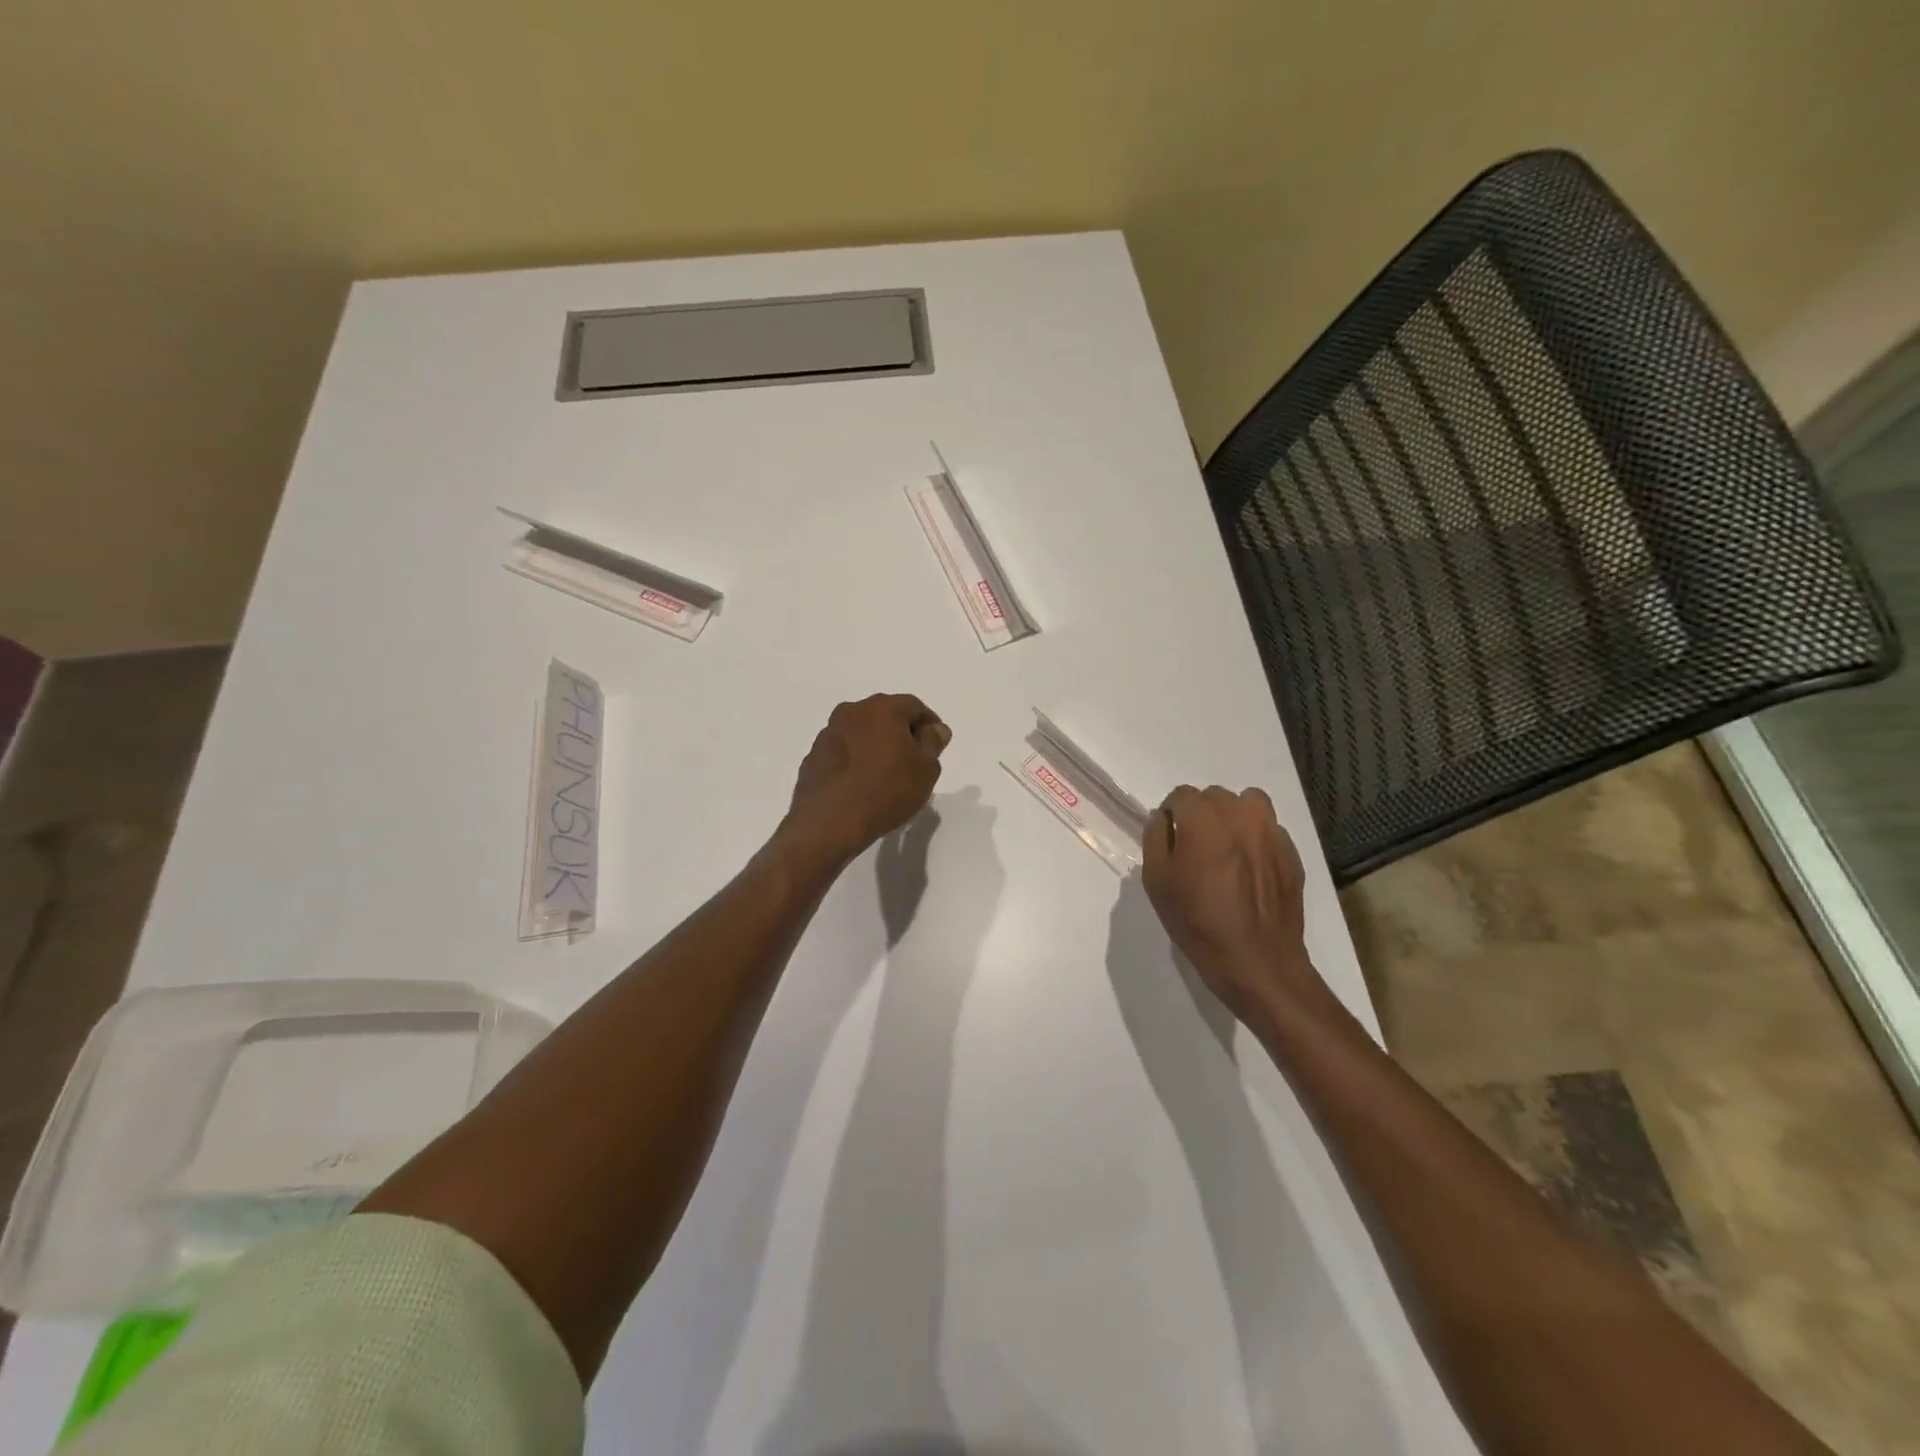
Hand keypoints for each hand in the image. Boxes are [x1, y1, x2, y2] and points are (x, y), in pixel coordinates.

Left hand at [781, 694, 950, 863]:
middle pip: (884, 716)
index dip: (930, 724)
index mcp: (881, 708)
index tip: (937, 745)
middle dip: (901, 733)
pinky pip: (842, 753)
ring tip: (886, 775)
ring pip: (860, 733)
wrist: (830, 823)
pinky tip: (862, 785)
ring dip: (875, 747)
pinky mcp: (812, 758)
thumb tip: (935, 729)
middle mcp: (851, 712)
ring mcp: (827, 734)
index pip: (914, 706)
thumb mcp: (926, 769)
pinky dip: (855, 762)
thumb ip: (933, 743)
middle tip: (914, 760)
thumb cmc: (887, 790)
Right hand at [1142, 785, 1326, 1020]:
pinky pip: (1269, 830)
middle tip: (1195, 849)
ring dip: (1233, 817)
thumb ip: (1156, 839)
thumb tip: (1162, 819)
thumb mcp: (1158, 883)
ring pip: (1248, 803)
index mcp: (1204, 821)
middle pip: (1215, 796)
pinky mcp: (1292, 853)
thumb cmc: (1198, 923)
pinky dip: (1256, 839)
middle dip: (1201, 815)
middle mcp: (1241, 816)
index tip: (1170, 840)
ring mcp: (1272, 833)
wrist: (1257, 963)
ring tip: (1226, 849)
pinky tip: (1250, 870)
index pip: (1181, 795)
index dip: (1171, 815)